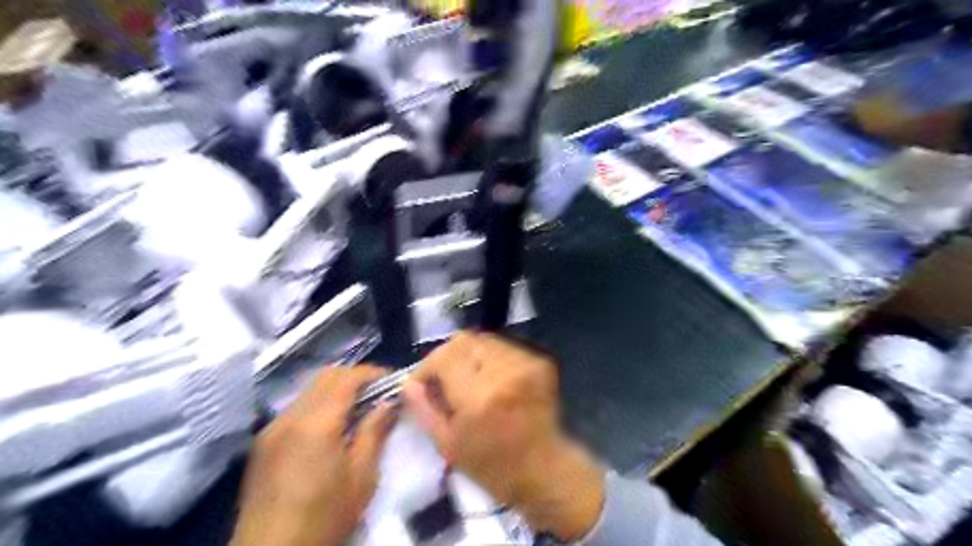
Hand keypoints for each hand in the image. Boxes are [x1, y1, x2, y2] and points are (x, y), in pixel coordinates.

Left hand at [232, 365, 396, 545]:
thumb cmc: (324, 518)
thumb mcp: (361, 477)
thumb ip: (375, 432)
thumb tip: (388, 403)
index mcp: (317, 424)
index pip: (347, 378)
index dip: (372, 373)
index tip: (392, 381)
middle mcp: (290, 417)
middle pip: (325, 376)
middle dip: (355, 377)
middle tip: (377, 393)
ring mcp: (272, 428)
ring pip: (309, 390)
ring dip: (335, 390)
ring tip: (356, 410)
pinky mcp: (263, 442)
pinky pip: (295, 408)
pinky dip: (318, 405)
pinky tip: (329, 428)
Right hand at [400, 330, 599, 538]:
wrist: (545, 469)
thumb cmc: (492, 466)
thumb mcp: (448, 446)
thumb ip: (424, 409)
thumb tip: (408, 382)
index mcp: (478, 397)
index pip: (443, 356)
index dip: (428, 366)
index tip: (424, 382)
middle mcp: (503, 372)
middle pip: (464, 340)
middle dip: (448, 357)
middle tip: (446, 379)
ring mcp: (526, 364)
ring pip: (484, 340)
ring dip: (471, 356)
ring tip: (470, 380)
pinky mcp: (540, 362)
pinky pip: (505, 347)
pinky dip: (492, 358)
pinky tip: (492, 380)